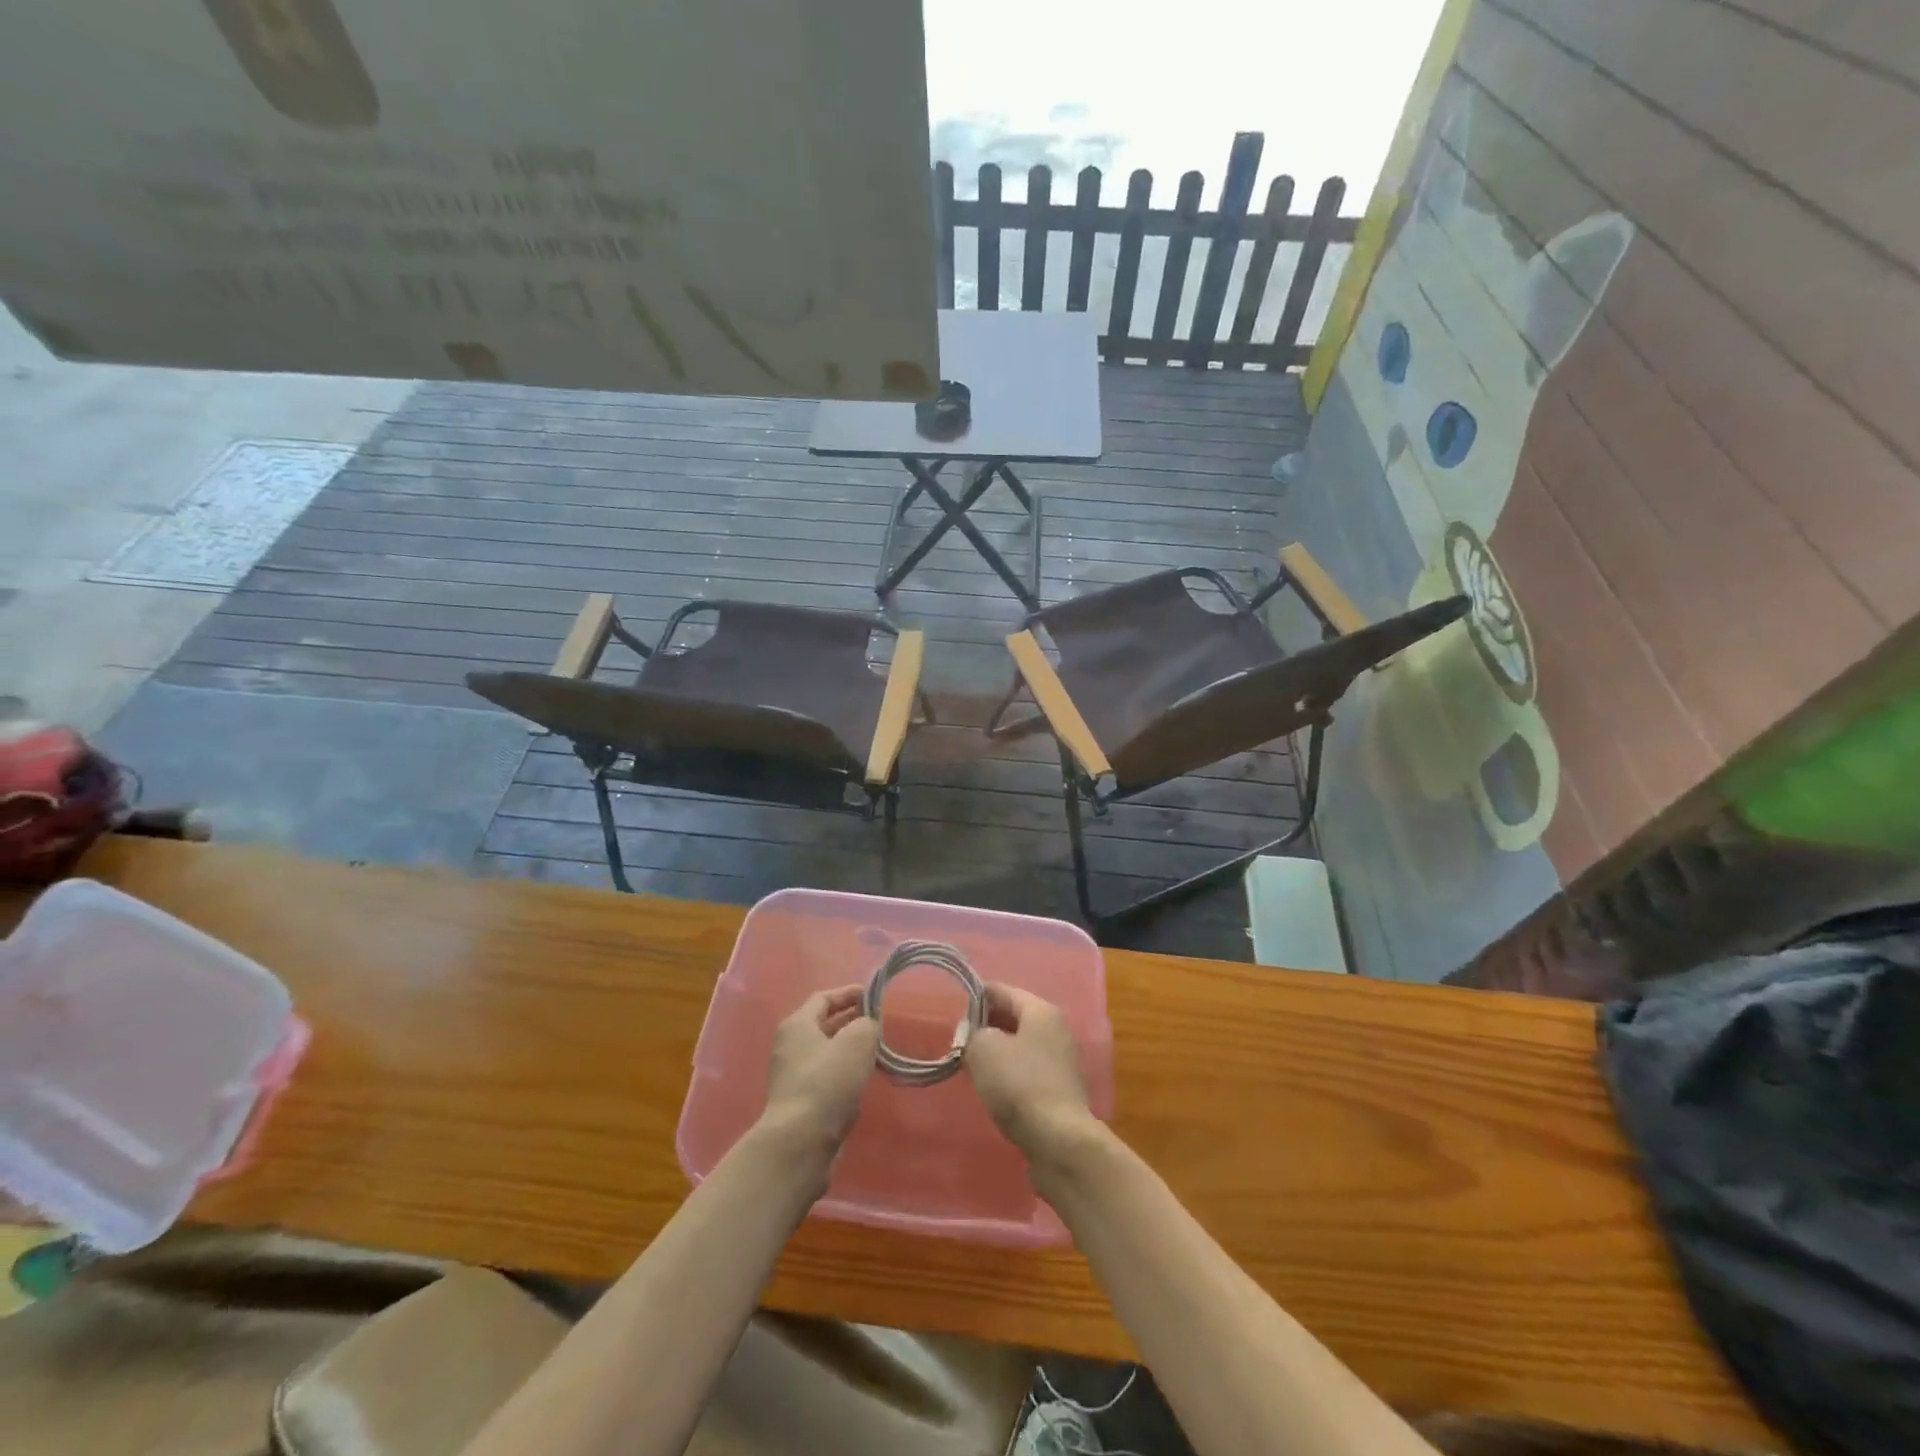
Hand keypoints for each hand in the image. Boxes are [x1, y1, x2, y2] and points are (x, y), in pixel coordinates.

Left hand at [760, 987, 880, 1166]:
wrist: (800, 1142)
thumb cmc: (827, 1082)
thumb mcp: (857, 1042)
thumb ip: (867, 1024)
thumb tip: (867, 1026)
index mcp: (797, 1024)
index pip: (824, 997)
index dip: (849, 993)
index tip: (874, 995)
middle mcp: (790, 1046)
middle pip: (823, 1024)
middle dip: (851, 1020)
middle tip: (878, 1022)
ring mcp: (792, 1076)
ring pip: (826, 1052)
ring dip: (849, 1047)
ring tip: (876, 1049)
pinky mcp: (800, 1102)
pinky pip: (825, 1076)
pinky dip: (844, 1071)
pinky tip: (863, 1078)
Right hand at [964, 985, 1096, 1167]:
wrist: (1059, 1140)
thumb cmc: (1019, 1083)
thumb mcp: (983, 1049)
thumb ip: (973, 1033)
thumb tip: (975, 1035)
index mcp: (1041, 1011)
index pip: (1003, 991)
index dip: (976, 996)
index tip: (952, 1007)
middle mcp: (1056, 1030)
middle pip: (1014, 1018)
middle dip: (985, 1025)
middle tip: (958, 1037)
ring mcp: (1060, 1062)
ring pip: (1019, 1046)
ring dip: (996, 1051)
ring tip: (969, 1062)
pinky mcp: (1058, 1091)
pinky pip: (1026, 1071)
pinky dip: (1007, 1073)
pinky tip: (990, 1086)